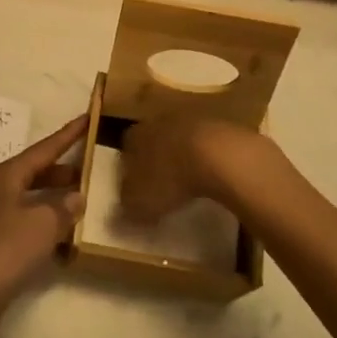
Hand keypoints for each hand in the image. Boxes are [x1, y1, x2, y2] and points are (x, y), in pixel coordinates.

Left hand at [0, 116, 87, 337]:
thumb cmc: (2, 252)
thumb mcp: (41, 225)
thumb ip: (63, 208)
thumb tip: (77, 196)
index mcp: (8, 176)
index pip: (45, 148)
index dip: (68, 134)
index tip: (88, 117)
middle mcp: (0, 192)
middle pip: (38, 172)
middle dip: (64, 169)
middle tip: (94, 165)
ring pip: (34, 200)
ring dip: (58, 200)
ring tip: (87, 201)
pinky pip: (30, 227)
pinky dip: (49, 227)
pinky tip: (67, 240)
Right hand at [118, 115, 288, 223]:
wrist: (218, 154)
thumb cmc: (169, 178)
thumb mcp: (140, 204)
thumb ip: (126, 211)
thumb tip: (116, 218)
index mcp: (135, 135)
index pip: (126, 149)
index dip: (130, 171)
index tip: (136, 190)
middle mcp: (159, 121)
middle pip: (154, 140)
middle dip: (157, 160)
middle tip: (162, 186)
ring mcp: (191, 119)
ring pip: (181, 139)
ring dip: (184, 157)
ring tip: (189, 184)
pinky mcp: (219, 125)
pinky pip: (208, 144)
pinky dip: (208, 158)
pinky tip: (213, 177)